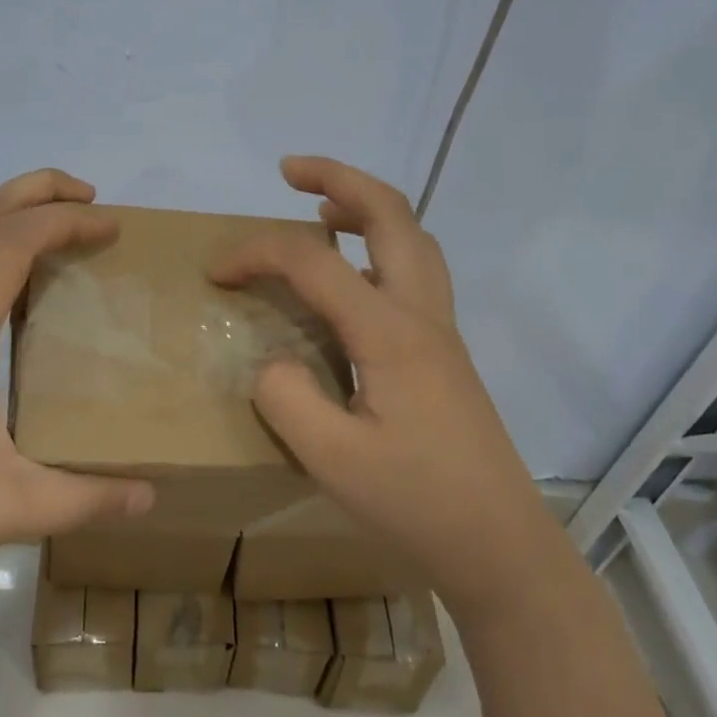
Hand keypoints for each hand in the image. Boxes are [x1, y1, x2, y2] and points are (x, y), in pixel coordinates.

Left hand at [0, 170, 154, 608]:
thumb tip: (150, 497)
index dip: (65, 221)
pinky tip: (13, 294)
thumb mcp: (2, 511)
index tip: (112, 226)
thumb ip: (83, 499)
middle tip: (91, 198)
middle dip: (37, 190)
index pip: (10, 242)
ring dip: (11, 218)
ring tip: (60, 234)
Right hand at [209, 156, 547, 622]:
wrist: (501, 545)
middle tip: (290, 170)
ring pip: (412, 236)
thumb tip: (270, 363)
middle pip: (390, 214)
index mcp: (390, 331)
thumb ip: (286, 398)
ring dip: (366, 207)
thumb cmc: (417, 503)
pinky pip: (414, 270)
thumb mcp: (332, 460)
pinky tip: (354, 275)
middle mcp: (421, 313)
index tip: (215, 273)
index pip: (314, 263)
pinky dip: (380, 245)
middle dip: (338, 178)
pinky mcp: (443, 351)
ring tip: (321, 209)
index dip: (257, 254)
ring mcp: (439, 329)